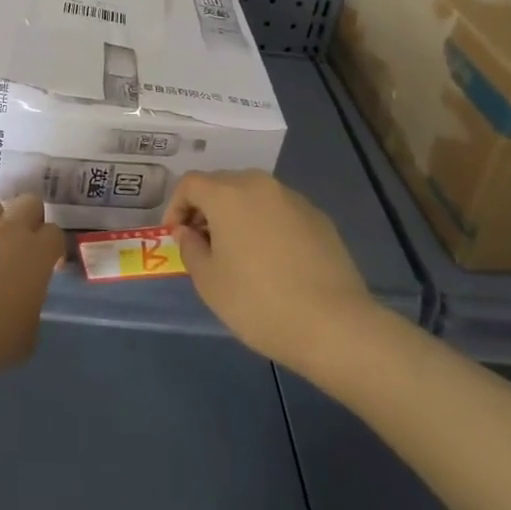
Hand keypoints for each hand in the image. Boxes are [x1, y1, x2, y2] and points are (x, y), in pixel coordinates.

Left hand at [0, 195, 65, 379]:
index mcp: (36, 254)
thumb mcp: (22, 341)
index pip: (56, 234)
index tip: (46, 264)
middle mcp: (10, 229)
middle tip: (19, 246)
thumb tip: (24, 306)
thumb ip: (30, 314)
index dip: (51, 248)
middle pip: (29, 203)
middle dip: (28, 219)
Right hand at [165, 171, 374, 376]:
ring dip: (237, 214)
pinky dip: (266, 224)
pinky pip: (279, 211)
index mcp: (228, 194)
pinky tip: (272, 259)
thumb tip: (188, 231)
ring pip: (253, 195)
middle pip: (222, 184)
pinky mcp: (318, 218)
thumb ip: (190, 248)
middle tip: (203, 242)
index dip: (176, 206)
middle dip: (206, 208)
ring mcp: (293, 199)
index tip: (176, 236)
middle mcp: (260, 185)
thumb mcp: (209, 282)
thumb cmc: (259, 302)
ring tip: (237, 251)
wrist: (334, 325)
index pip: (190, 184)